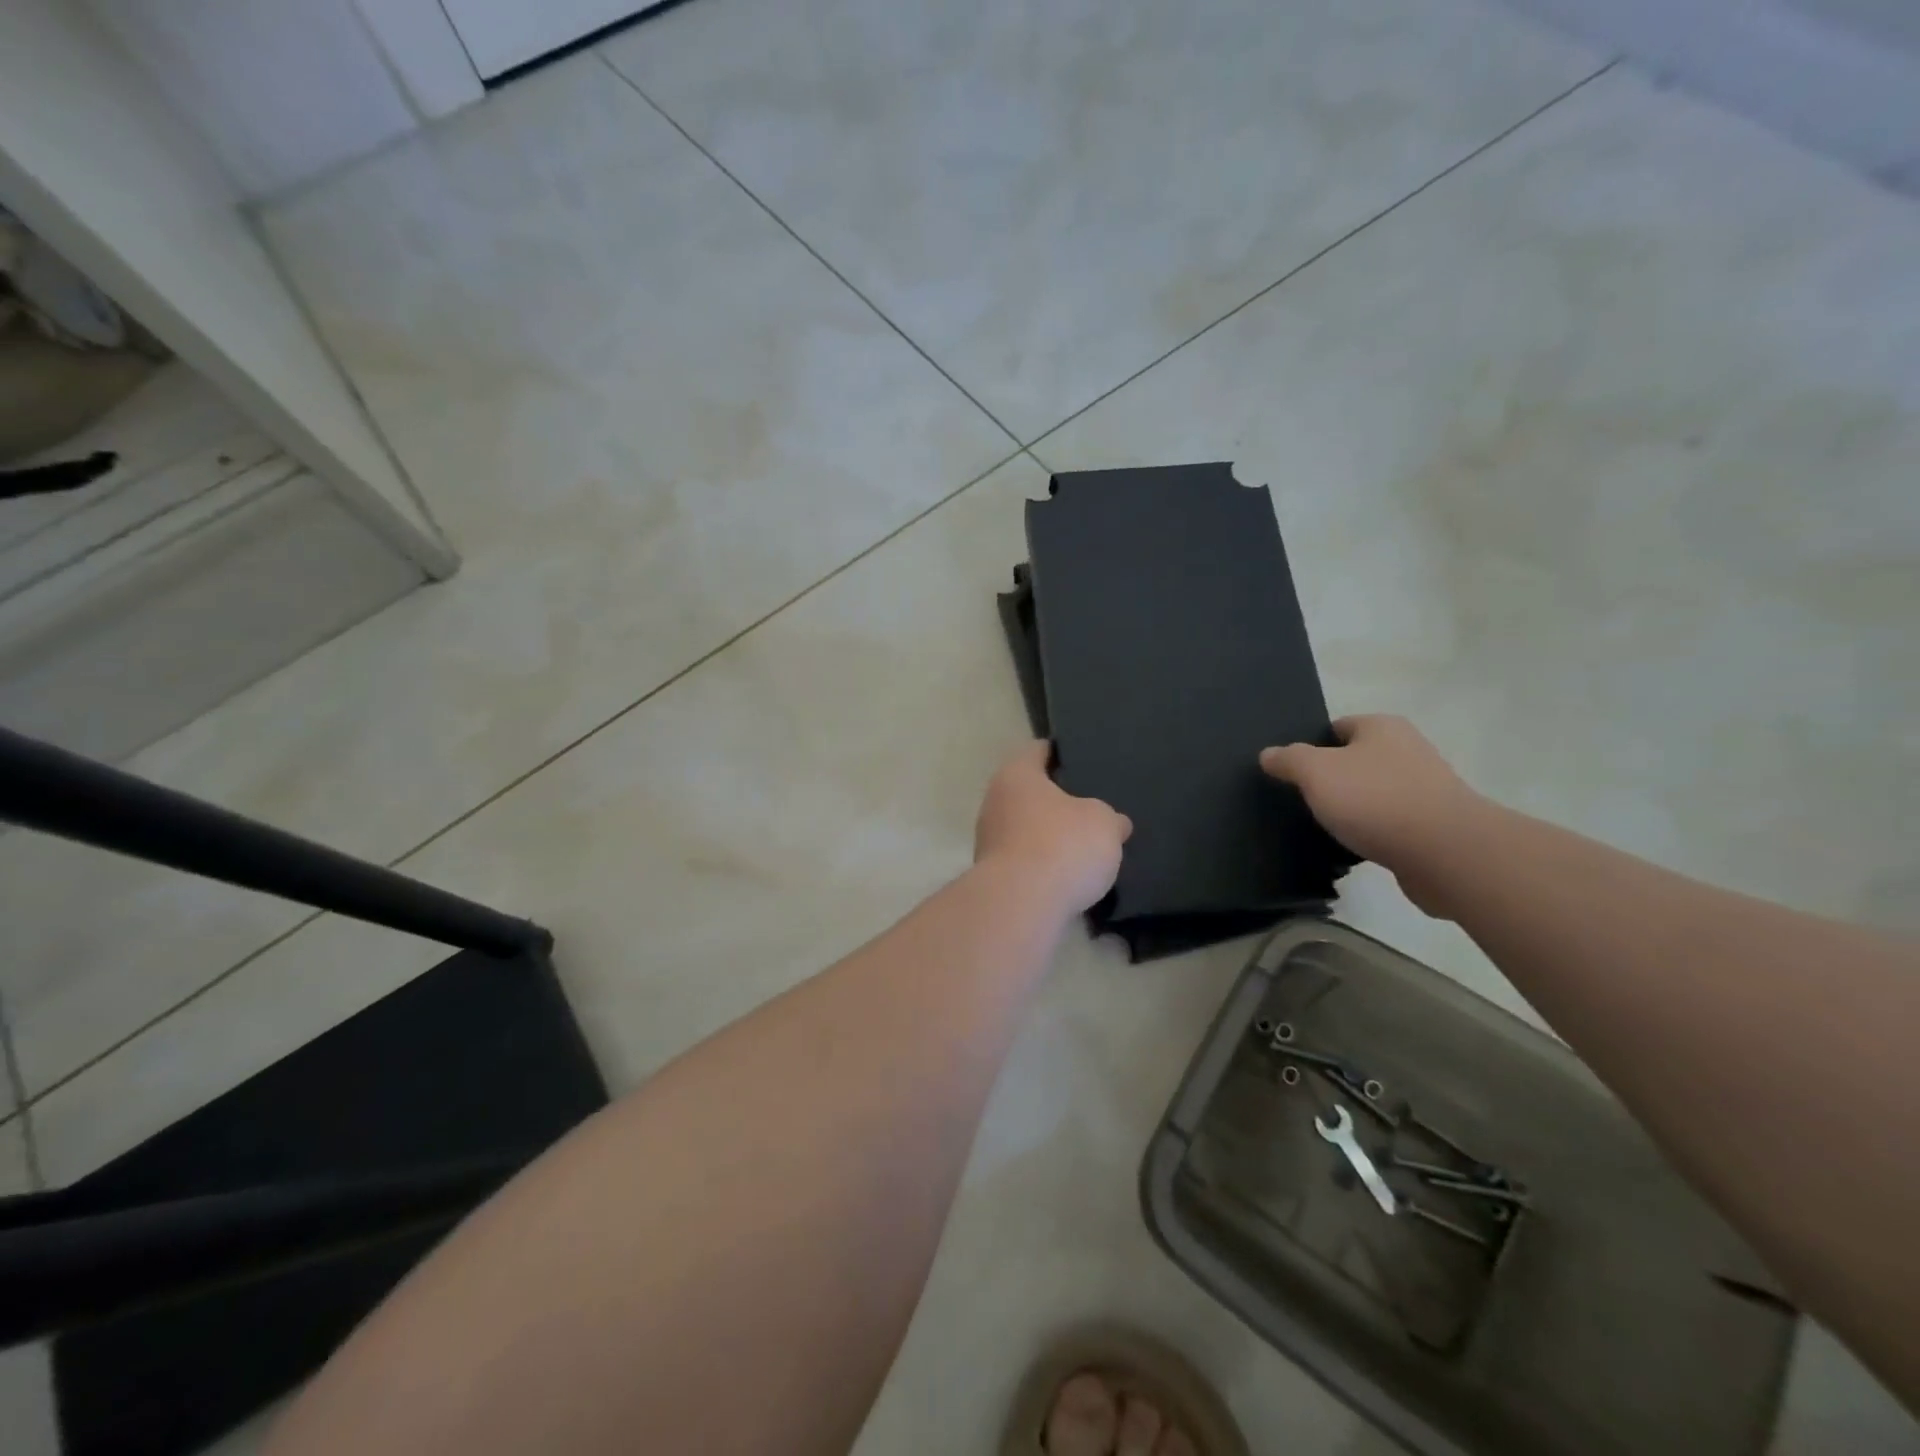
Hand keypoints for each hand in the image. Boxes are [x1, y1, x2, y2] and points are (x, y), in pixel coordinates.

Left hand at [974, 742, 1131, 913]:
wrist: (1021, 904)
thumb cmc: (1062, 845)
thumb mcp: (1104, 823)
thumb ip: (1110, 818)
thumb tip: (1116, 823)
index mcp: (1017, 775)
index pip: (1037, 751)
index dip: (1060, 753)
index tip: (1082, 760)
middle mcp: (994, 802)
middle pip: (1029, 793)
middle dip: (1056, 802)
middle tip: (1090, 809)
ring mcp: (988, 841)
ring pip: (1025, 830)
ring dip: (1048, 837)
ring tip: (1084, 848)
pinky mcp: (993, 876)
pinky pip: (1024, 862)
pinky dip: (1042, 867)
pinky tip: (1067, 878)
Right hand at [1260, 716, 1483, 910]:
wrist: (1446, 853)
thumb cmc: (1375, 799)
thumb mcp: (1316, 772)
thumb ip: (1289, 759)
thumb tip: (1268, 753)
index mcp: (1382, 728)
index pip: (1337, 727)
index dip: (1311, 745)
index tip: (1290, 770)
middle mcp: (1408, 751)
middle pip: (1355, 760)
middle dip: (1330, 779)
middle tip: (1300, 799)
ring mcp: (1424, 790)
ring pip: (1372, 794)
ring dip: (1351, 809)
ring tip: (1322, 827)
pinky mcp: (1432, 827)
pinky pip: (1389, 825)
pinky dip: (1370, 834)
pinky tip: (1351, 849)